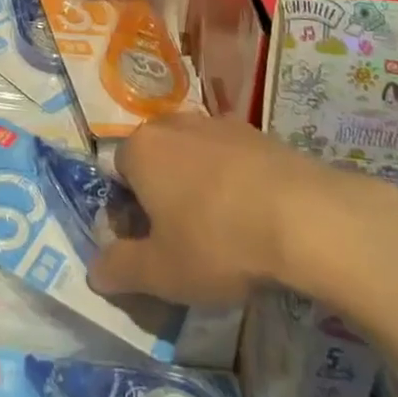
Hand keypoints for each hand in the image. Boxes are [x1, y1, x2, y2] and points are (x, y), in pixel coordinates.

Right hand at [88, 112, 397, 307]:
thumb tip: (93, 271)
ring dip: (197, 187)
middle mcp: (172, 125)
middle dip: (161, 197)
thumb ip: (119, 270)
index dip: (127, 215)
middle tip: (182, 242)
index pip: (117, 176)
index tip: (150, 248)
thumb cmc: (217, 242)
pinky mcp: (255, 132)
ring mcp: (216, 123)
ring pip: (192, 157)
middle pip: (154, 161)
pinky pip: (229, 158)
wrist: (303, 216)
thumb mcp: (161, 273)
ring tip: (222, 232)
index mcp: (141, 149)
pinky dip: (232, 182)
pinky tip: (253, 217)